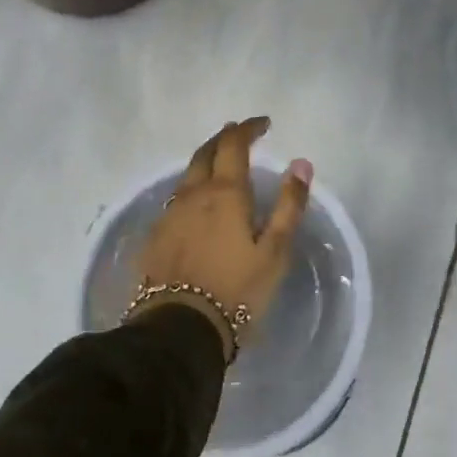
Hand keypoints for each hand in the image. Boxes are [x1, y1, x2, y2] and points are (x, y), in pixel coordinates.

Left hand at [131, 117, 312, 346]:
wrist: (178, 332)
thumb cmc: (236, 290)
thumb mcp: (275, 251)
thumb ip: (288, 204)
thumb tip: (301, 163)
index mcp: (224, 192)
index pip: (233, 143)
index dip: (248, 128)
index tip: (263, 124)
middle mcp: (193, 194)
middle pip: (205, 152)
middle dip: (224, 138)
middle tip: (240, 135)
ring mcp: (169, 215)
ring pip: (187, 176)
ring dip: (206, 163)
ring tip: (221, 167)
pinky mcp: (154, 238)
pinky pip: (176, 201)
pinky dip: (192, 191)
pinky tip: (198, 206)